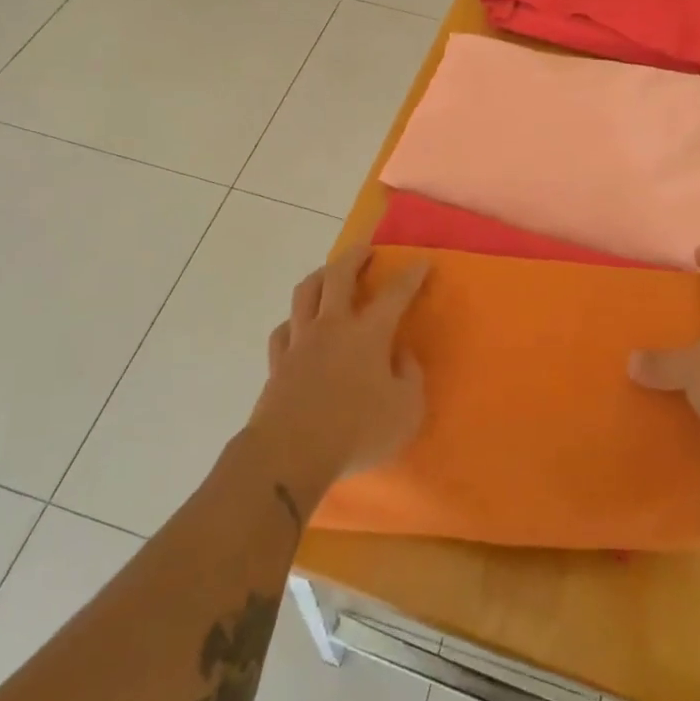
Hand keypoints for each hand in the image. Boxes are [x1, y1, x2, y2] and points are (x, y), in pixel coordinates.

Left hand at [249, 247, 430, 499]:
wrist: (291, 451)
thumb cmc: (357, 431)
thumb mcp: (406, 411)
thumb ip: (410, 378)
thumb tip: (401, 356)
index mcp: (368, 334)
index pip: (395, 295)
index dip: (411, 276)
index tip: (421, 262)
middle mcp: (332, 326)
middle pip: (339, 276)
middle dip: (355, 256)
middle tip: (365, 249)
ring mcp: (300, 341)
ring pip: (305, 292)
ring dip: (319, 276)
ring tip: (328, 274)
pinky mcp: (277, 361)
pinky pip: (283, 329)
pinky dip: (293, 321)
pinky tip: (297, 326)